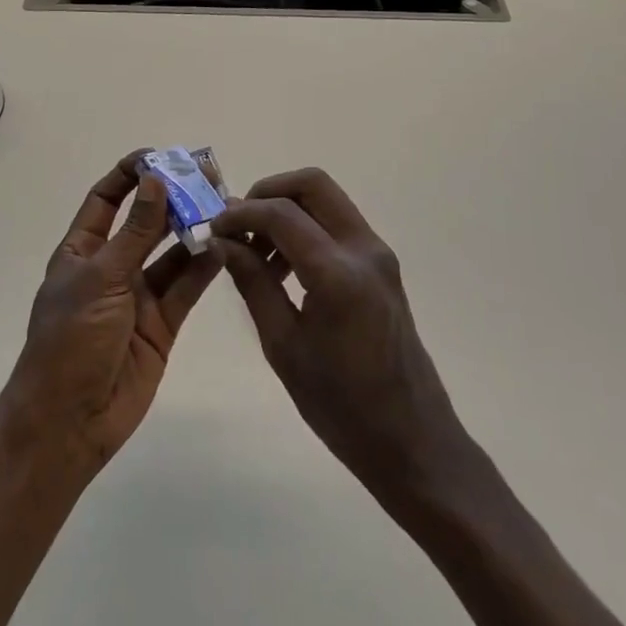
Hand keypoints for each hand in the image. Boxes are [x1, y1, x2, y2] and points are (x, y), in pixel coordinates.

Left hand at [0, 152, 222, 480]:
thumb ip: (135, 232)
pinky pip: (186, 287)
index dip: (130, 175)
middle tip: (207, 177)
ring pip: (171, 253)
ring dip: (193, 230)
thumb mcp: (101, 278)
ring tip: (223, 207)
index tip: (160, 157)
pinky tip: (225, 246)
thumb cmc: (70, 340)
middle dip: (172, 199)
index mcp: (83, 251)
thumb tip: (156, 180)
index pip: (106, 199)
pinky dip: (204, 267)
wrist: (69, 422)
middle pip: (145, 222)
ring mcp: (138, 296)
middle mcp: (111, 267)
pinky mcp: (162, 323)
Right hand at [213, 168, 475, 508]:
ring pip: (326, 199)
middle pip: (311, 184)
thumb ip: (253, 283)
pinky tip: (284, 267)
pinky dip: (306, 226)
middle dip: (268, 193)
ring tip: (257, 253)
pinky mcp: (382, 265)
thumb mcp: (284, 346)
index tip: (212, 228)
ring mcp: (378, 254)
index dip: (241, 214)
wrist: (413, 441)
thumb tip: (221, 241)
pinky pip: (338, 223)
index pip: (281, 214)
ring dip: (287, 209)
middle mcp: (364, 249)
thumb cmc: (342, 406)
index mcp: (338, 274)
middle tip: (238, 225)